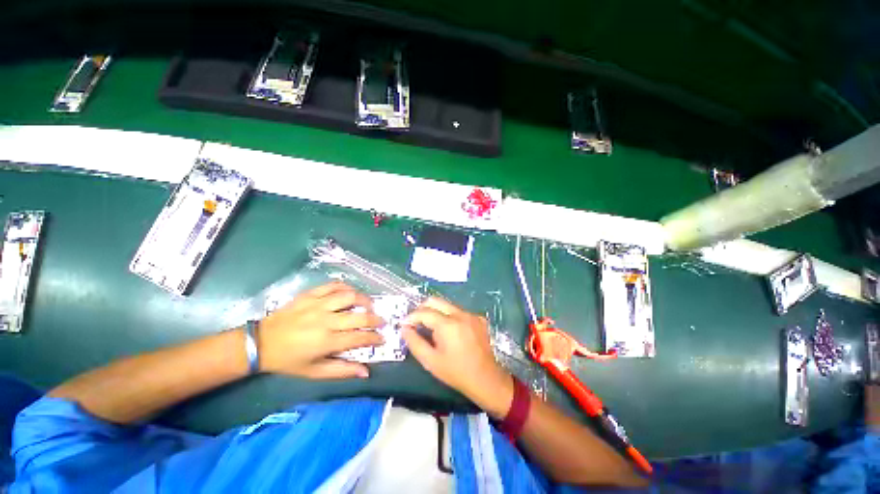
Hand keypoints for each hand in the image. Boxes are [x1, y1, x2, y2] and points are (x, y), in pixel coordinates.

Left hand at [257, 282, 384, 378]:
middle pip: (359, 316)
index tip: (382, 338)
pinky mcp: (310, 294)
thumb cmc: (289, 360)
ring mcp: (318, 305)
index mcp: (326, 342)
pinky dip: (347, 287)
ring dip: (365, 300)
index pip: (359, 338)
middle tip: (381, 321)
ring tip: (369, 305)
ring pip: (350, 296)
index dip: (375, 337)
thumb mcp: (314, 372)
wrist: (261, 342)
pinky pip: (334, 285)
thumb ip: (342, 370)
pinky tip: (351, 293)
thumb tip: (366, 372)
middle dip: (375, 319)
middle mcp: (325, 321)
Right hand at [402, 298, 513, 417]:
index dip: (411, 317)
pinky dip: (449, 316)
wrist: (485, 379)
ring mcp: (471, 314)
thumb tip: (404, 328)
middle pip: (435, 301)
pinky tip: (450, 331)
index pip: (424, 312)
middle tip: (415, 322)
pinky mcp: (478, 318)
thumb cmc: (455, 372)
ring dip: (436, 312)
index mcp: (447, 324)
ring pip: (447, 305)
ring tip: (431, 327)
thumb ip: (414, 342)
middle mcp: (460, 314)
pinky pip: (459, 311)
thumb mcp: (430, 361)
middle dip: (422, 309)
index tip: (404, 324)